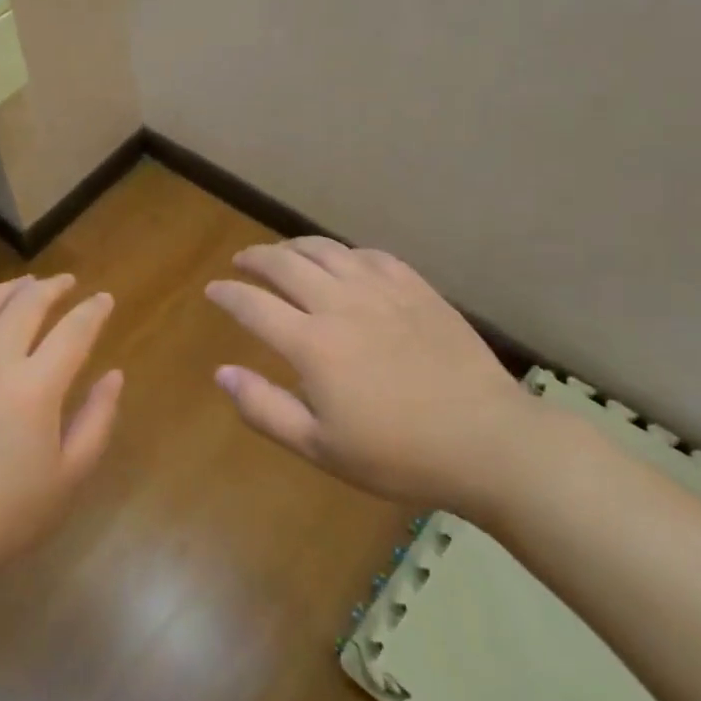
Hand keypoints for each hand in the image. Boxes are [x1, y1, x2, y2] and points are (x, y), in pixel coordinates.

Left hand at [0, 274, 121, 603]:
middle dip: (53, 287)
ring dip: (10, 288)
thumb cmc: (5, 513)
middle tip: (67, 284)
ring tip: (26, 283)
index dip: (94, 310)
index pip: (74, 330)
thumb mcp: (68, 477)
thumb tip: (114, 375)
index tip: (105, 300)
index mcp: (36, 387)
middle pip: (27, 304)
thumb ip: (97, 420)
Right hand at [204, 238, 539, 515]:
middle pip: (284, 264)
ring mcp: (381, 290)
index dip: (226, 293)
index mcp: (311, 344)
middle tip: (241, 262)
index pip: (252, 304)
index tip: (213, 290)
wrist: (487, 441)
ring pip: (325, 250)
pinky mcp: (416, 288)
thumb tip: (222, 372)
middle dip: (254, 258)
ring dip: (294, 246)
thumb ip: (264, 408)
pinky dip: (344, 253)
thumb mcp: (320, 447)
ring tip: (283, 253)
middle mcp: (340, 304)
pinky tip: (342, 261)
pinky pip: (369, 254)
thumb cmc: (397, 454)